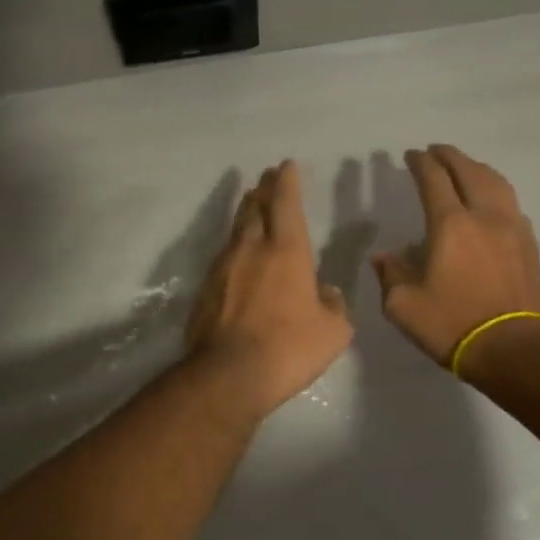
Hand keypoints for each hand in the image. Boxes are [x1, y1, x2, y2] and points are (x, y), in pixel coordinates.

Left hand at [185, 161, 353, 419]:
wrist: (229, 374)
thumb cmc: (289, 348)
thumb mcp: (333, 331)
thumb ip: (334, 306)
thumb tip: (327, 293)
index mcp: (286, 251)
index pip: (286, 203)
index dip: (286, 182)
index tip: (285, 165)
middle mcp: (251, 249)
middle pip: (254, 208)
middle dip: (263, 190)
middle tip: (267, 178)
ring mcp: (223, 267)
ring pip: (235, 229)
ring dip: (245, 213)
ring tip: (251, 204)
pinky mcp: (205, 288)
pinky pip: (223, 256)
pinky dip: (234, 246)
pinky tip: (237, 255)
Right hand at [373, 145, 539, 369]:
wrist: (515, 351)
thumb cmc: (453, 325)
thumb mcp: (404, 306)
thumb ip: (391, 274)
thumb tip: (386, 256)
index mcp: (450, 225)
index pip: (434, 180)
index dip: (421, 163)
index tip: (410, 155)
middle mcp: (485, 217)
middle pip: (469, 172)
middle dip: (450, 156)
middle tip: (435, 150)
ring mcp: (513, 230)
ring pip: (497, 183)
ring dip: (477, 168)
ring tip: (465, 167)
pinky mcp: (530, 247)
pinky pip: (511, 204)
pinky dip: (496, 191)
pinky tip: (491, 201)